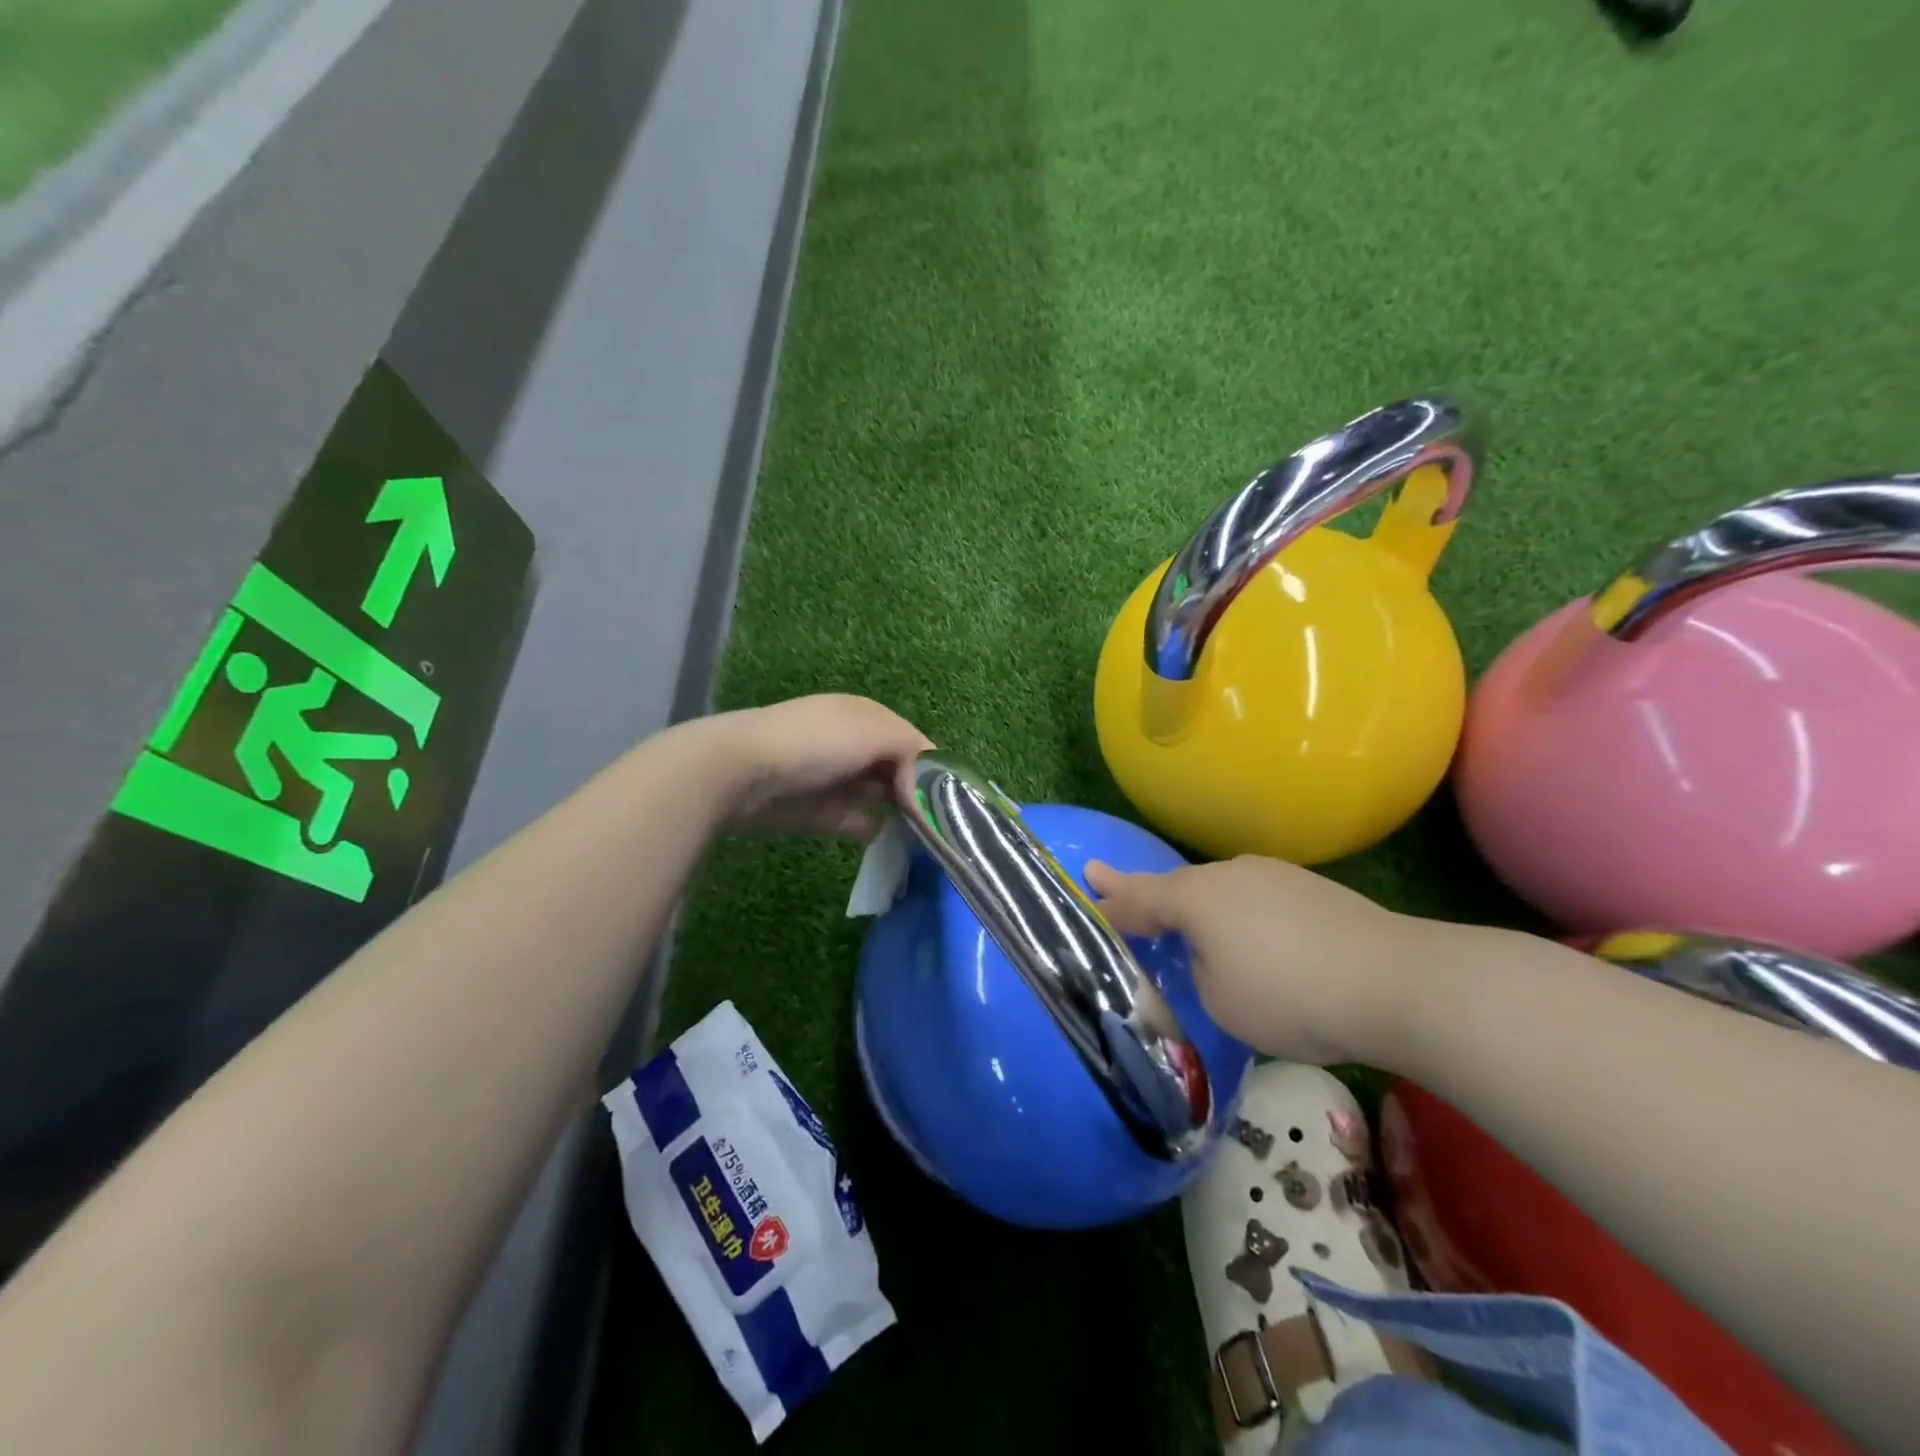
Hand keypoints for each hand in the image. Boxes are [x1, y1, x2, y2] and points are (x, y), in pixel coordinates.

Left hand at [710, 694, 932, 839]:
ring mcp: (835, 778)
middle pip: (898, 771)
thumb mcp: (875, 732)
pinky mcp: (818, 811)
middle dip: (918, 794)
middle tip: (942, 824)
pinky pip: (855, 821)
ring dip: (898, 814)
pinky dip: (872, 829)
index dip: (934, 770)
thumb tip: (924, 785)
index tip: (953, 800)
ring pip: (878, 797)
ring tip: (924, 838)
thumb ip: (912, 751)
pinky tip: (889, 841)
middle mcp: (854, 744)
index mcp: (868, 717)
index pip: (914, 743)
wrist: (742, 770)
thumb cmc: (816, 742)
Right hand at [1084, 855, 1425, 1066]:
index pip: (1137, 899)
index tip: (1084, 887)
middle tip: (1106, 880)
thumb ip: (1200, 970)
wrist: (1398, 980)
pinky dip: (1238, 915)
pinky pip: (1254, 899)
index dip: (1108, 903)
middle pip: (1175, 886)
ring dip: (1195, 905)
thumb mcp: (1220, 999)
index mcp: (1195, 897)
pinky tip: (1254, 939)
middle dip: (1141, 891)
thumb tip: (1213, 954)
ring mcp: (1274, 876)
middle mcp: (1229, 873)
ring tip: (1183, 923)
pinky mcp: (1311, 889)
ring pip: (1218, 890)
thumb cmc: (1290, 994)